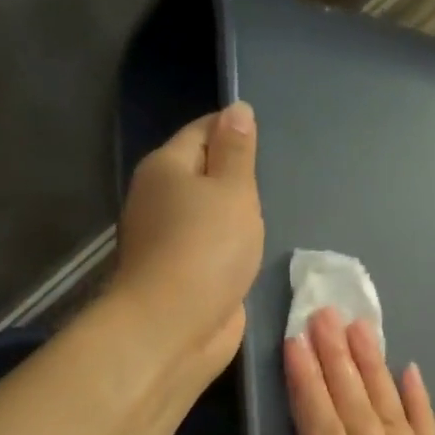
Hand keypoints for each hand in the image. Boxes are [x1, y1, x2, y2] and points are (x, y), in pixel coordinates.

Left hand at [110, 102, 263, 381]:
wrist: (174, 325)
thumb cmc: (207, 248)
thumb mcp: (232, 190)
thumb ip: (237, 151)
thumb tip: (237, 109)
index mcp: (166, 167)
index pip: (203, 130)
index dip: (234, 129)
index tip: (268, 139)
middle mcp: (159, 197)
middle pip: (201, 170)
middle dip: (235, 172)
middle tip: (276, 178)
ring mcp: (166, 237)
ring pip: (205, 210)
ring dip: (232, 211)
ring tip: (270, 211)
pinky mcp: (180, 271)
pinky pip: (209, 244)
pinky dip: (229, 242)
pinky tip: (251, 247)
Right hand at [281, 307, 434, 434]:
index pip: (325, 431)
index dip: (308, 384)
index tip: (295, 343)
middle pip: (360, 411)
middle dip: (339, 360)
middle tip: (327, 314)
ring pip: (395, 415)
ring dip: (376, 369)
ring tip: (362, 329)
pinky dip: (422, 404)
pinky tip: (412, 372)